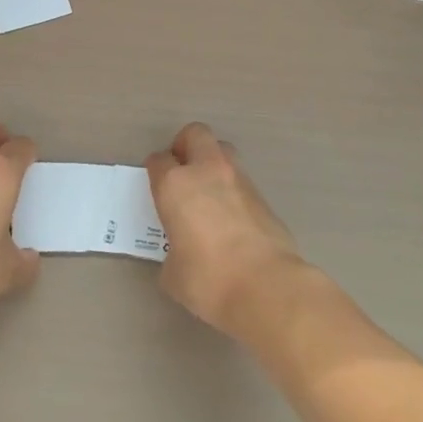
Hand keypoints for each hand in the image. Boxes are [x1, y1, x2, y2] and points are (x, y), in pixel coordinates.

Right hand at [145, 123, 306, 338]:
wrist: (267, 287)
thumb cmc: (209, 280)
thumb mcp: (173, 273)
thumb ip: (172, 253)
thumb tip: (182, 254)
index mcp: (175, 185)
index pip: (158, 161)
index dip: (155, 171)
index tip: (156, 187)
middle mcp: (207, 171)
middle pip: (195, 134)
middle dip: (186, 146)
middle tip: (182, 172)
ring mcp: (239, 180)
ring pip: (223, 151)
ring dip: (212, 163)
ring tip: (207, 194)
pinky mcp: (263, 196)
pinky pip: (241, 181)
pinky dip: (232, 190)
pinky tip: (231, 219)